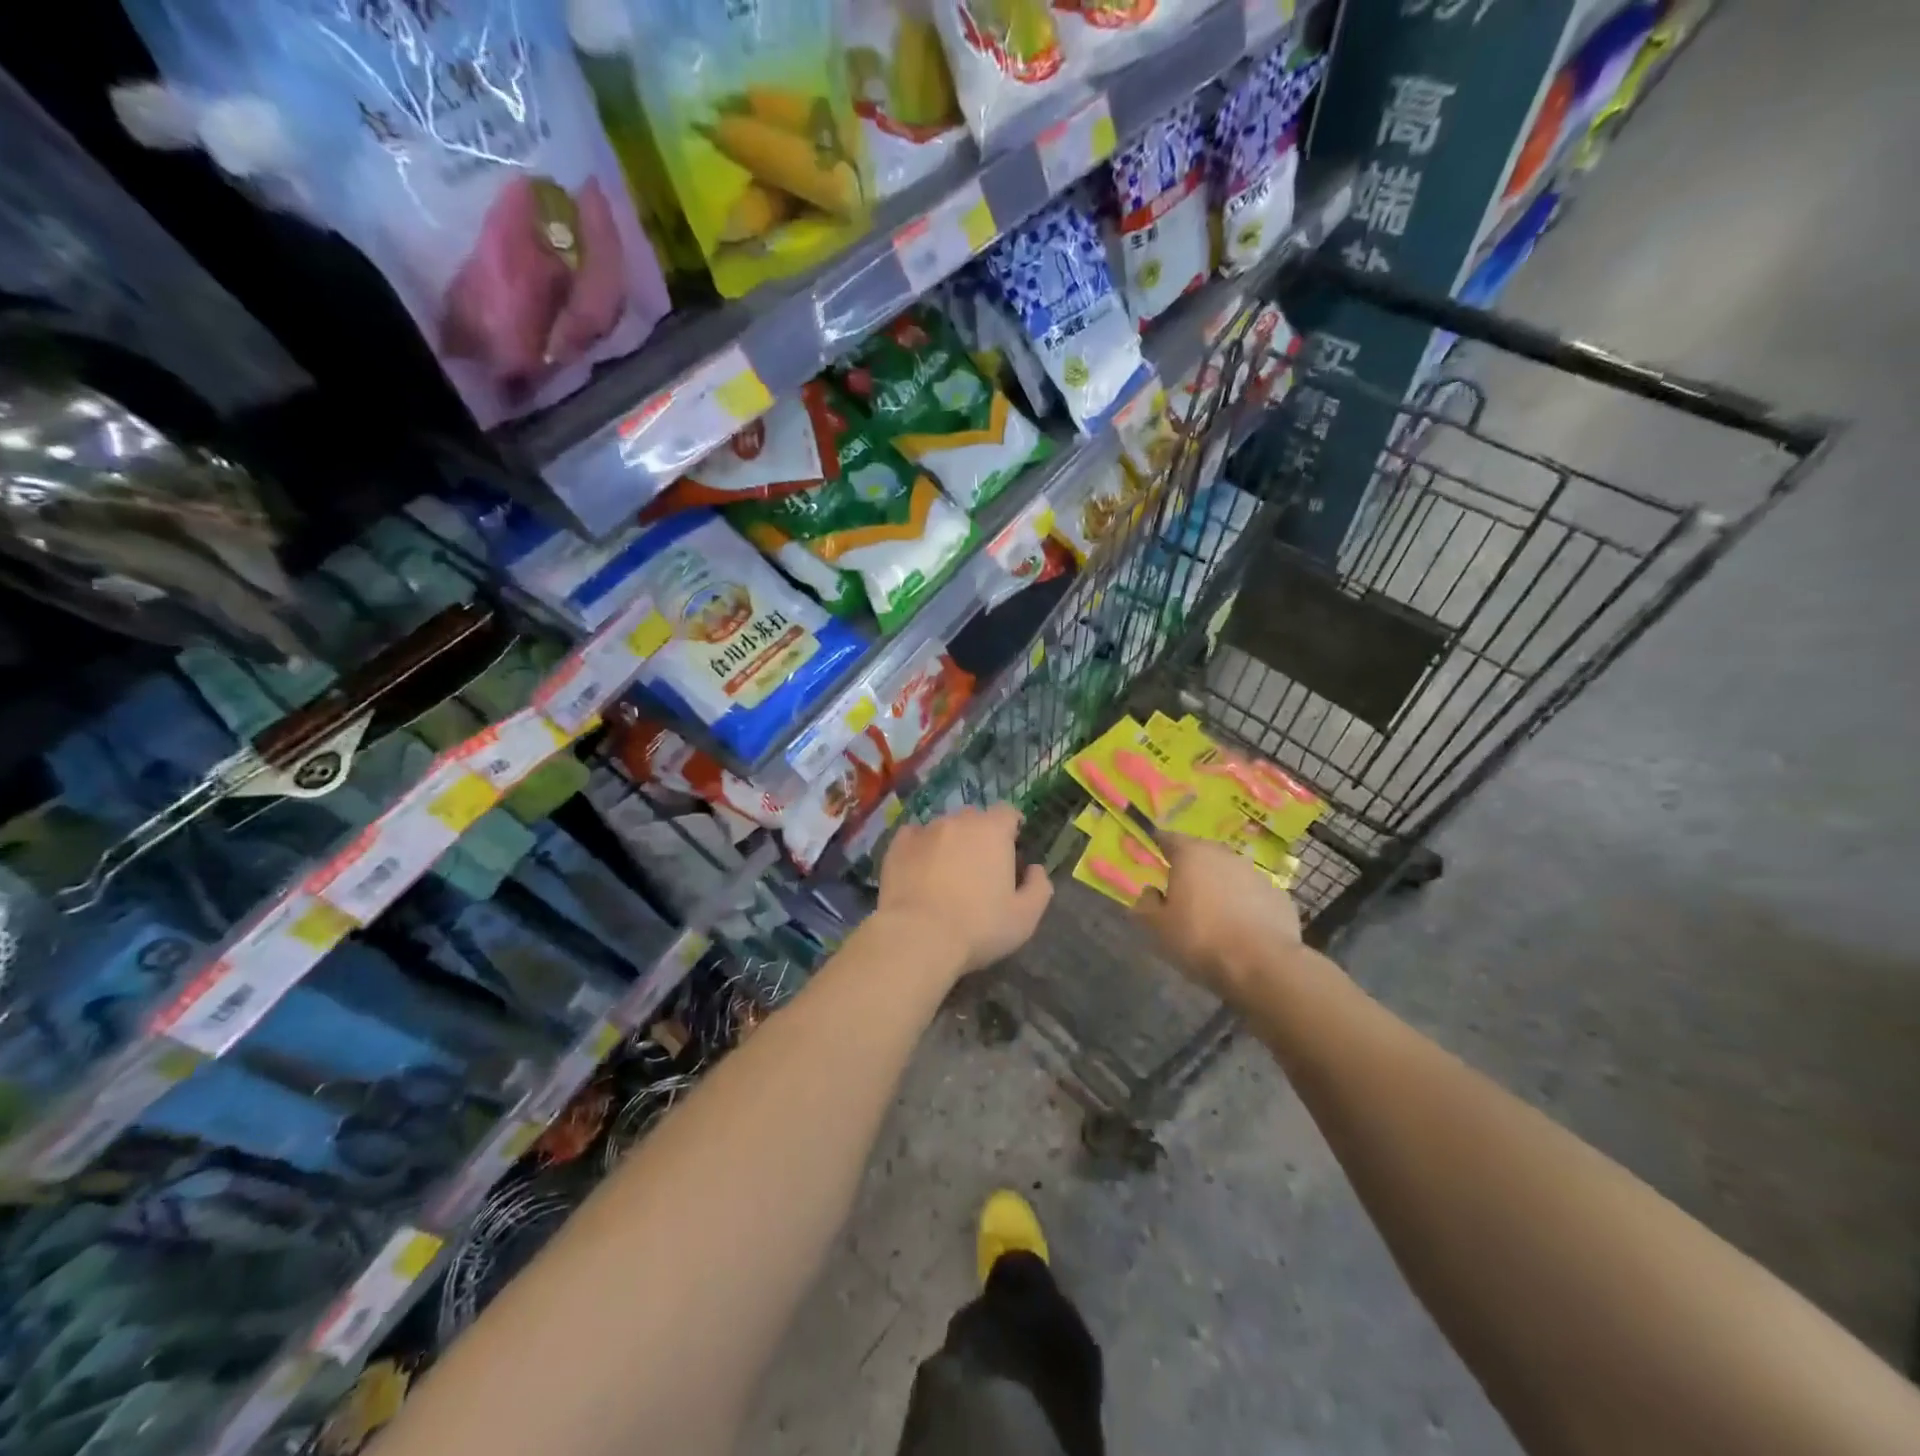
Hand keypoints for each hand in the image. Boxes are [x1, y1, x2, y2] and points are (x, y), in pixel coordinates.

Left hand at [876, 806, 1052, 974]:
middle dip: (980, 836)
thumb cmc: (979, 927)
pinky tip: (920, 870)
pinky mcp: (897, 846)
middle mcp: (958, 821)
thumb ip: (1039, 887)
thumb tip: (1035, 869)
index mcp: (993, 831)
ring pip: (943, 828)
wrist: (918, 937)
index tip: (1012, 849)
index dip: (1012, 828)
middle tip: (980, 867)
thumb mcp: (1025, 917)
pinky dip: (920, 848)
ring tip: (947, 872)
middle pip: (974, 818)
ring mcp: (924, 831)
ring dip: (950, 842)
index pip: (1008, 813)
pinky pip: (913, 837)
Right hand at [1134, 835, 1301, 998]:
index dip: (1159, 845)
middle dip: (1191, 866)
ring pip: (1229, 873)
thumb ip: (1147, 904)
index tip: (1153, 853)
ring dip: (1219, 885)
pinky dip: (1244, 903)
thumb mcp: (1156, 927)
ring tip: (1212, 911)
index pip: (1169, 838)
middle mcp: (1224, 855)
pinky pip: (1252, 895)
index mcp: (1191, 855)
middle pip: (1202, 853)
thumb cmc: (1200, 939)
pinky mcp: (1279, 896)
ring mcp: (1256, 874)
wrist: (1263, 965)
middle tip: (1181, 887)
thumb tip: (1151, 892)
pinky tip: (1240, 926)